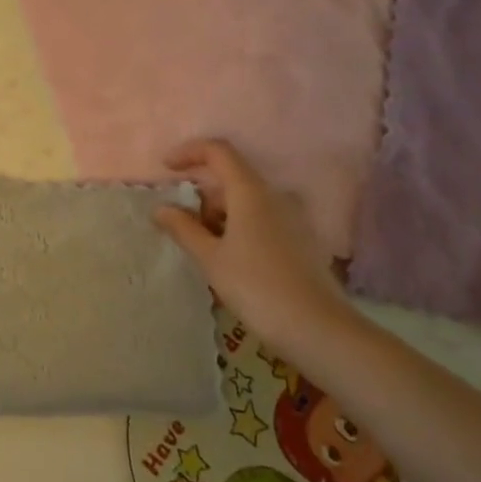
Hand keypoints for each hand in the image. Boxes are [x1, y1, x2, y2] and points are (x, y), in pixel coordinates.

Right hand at [153, 139, 351, 359]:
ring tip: (203, 249)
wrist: (319, 330)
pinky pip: (263, 219)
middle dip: (202, 196)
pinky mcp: (303, 240)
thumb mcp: (211, 259)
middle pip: (232, 178)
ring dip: (220, 215)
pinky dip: (240, 228)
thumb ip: (183, 228)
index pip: (218, 151)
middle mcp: (275, 196)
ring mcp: (294, 218)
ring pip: (247, 202)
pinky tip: (231, 260)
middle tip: (181, 226)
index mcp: (251, 192)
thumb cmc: (257, 287)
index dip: (189, 152)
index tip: (167, 168)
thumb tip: (161, 209)